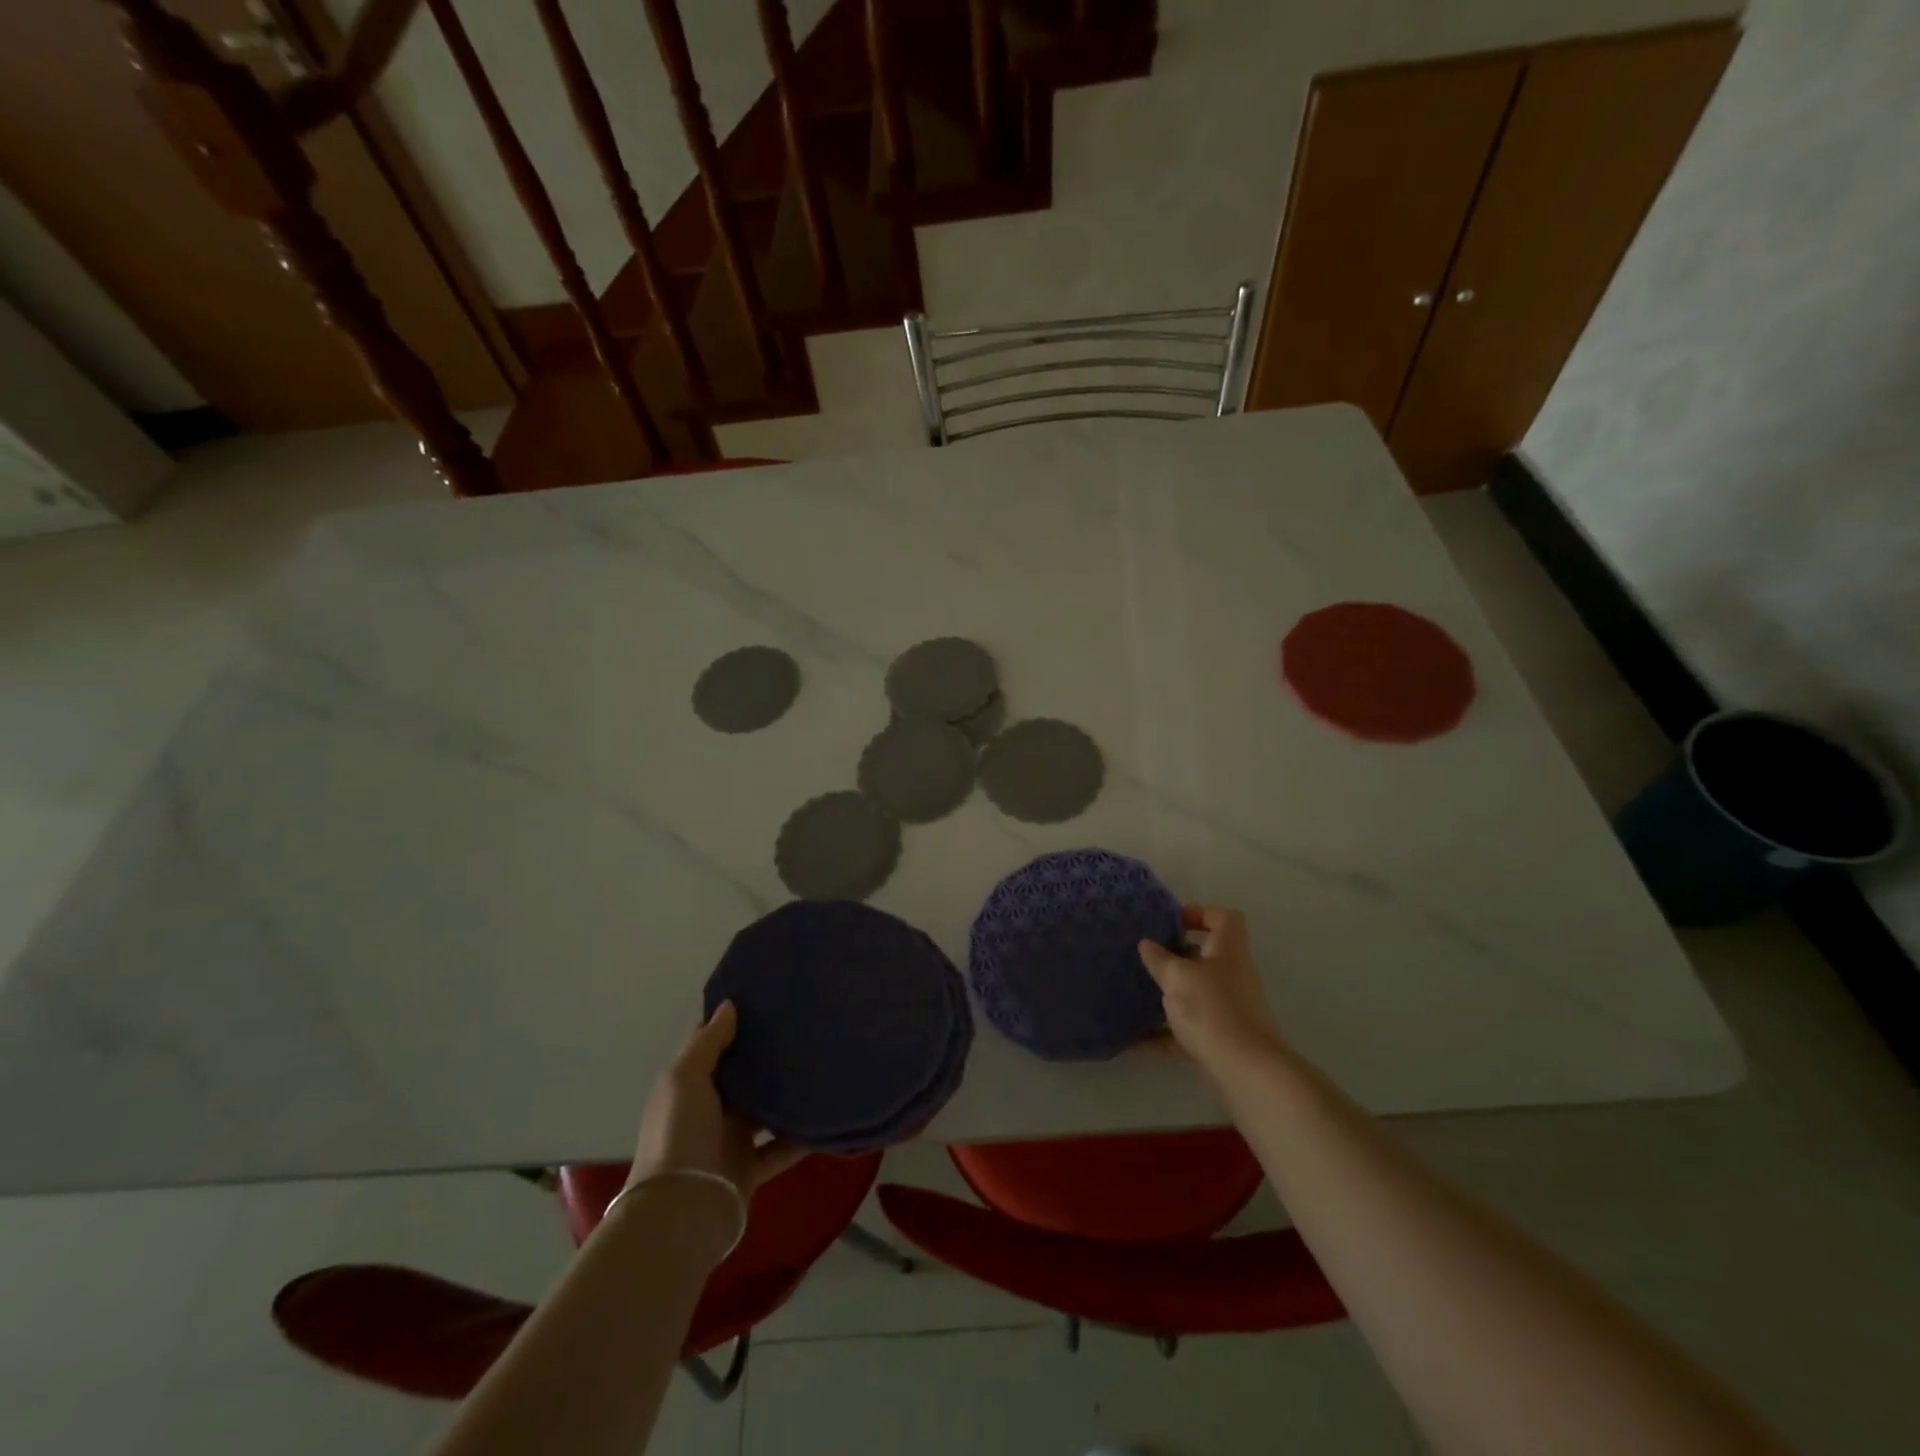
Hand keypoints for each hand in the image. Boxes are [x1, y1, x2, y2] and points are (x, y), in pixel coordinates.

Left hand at [629, 1001, 803, 1196]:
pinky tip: (825, 1116)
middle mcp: (708, 1110)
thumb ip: (708, 1043)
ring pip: (763, 1110)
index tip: (764, 999)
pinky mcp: (750, 1169)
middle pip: (740, 1077)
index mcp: (688, 1086)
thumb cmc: (680, 1133)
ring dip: (785, 1094)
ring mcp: (729, 1141)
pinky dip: (801, 1137)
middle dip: (764, 1056)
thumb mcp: (686, 1079)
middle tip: (802, 1026)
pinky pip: (781, 1147)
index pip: (710, 1046)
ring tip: (819, 1064)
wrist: (681, 1212)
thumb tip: (729, 1004)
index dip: (731, 1023)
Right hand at [1138, 906, 1288, 1077]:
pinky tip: (1133, 1040)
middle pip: (1205, 957)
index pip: (1225, 919)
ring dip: (1168, 995)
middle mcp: (1232, 975)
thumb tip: (1147, 944)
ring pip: (1194, 994)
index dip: (1200, 913)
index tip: (1171, 923)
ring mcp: (1228, 1009)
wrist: (1246, 1072)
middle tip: (1145, 958)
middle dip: (1175, 957)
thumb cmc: (1212, 1009)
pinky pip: (1186, 1030)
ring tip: (1134, 994)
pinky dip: (1163, 1034)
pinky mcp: (1219, 1039)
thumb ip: (1160, 959)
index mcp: (1228, 950)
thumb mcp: (1178, 977)